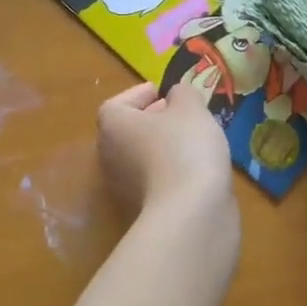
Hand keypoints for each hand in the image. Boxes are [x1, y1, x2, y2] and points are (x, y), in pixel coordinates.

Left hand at [98, 81, 233, 218]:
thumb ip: (183, 94)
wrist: (190, 213)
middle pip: (128, 131)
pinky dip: (171, 171)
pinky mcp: (142, 210)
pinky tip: (197, 168)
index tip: (162, 92)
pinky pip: (155, 181)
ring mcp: (123, 188)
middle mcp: (109, 156)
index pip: (117, 105)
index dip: (139, 95)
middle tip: (181, 114)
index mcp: (112, 126)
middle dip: (153, 120)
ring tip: (194, 139)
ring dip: (163, 147)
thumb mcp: (191, 108)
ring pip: (142, 157)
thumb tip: (176, 96)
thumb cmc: (184, 148)